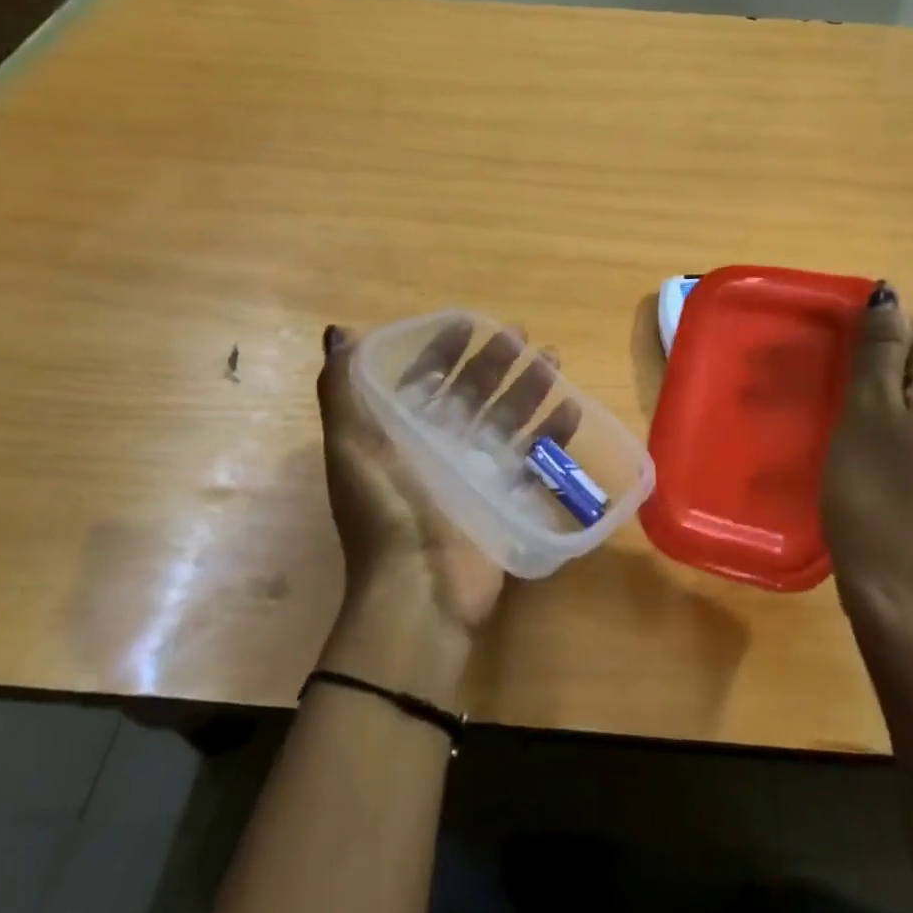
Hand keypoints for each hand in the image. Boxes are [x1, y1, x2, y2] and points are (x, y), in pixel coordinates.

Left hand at [314, 320, 578, 705]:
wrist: (419, 589)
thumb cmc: (385, 510)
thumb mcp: (351, 447)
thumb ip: (342, 390)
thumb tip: (339, 333)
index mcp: (400, 433)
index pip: (425, 380)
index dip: (445, 351)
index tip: (471, 324)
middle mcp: (438, 447)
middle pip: (473, 394)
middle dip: (496, 363)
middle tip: (523, 336)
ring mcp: (475, 473)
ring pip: (507, 419)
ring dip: (529, 389)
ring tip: (553, 361)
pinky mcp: (506, 497)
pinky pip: (534, 458)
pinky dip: (552, 434)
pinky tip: (572, 409)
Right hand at [821, 284, 912, 643]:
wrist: (896, 587)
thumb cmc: (876, 491)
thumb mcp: (868, 411)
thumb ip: (878, 349)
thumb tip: (887, 292)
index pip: (908, 330)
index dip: (859, 338)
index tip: (816, 357)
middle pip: (906, 360)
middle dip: (858, 365)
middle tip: (810, 384)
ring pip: (901, 392)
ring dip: (860, 393)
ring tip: (821, 410)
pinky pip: (903, 422)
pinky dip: (872, 421)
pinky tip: (844, 438)